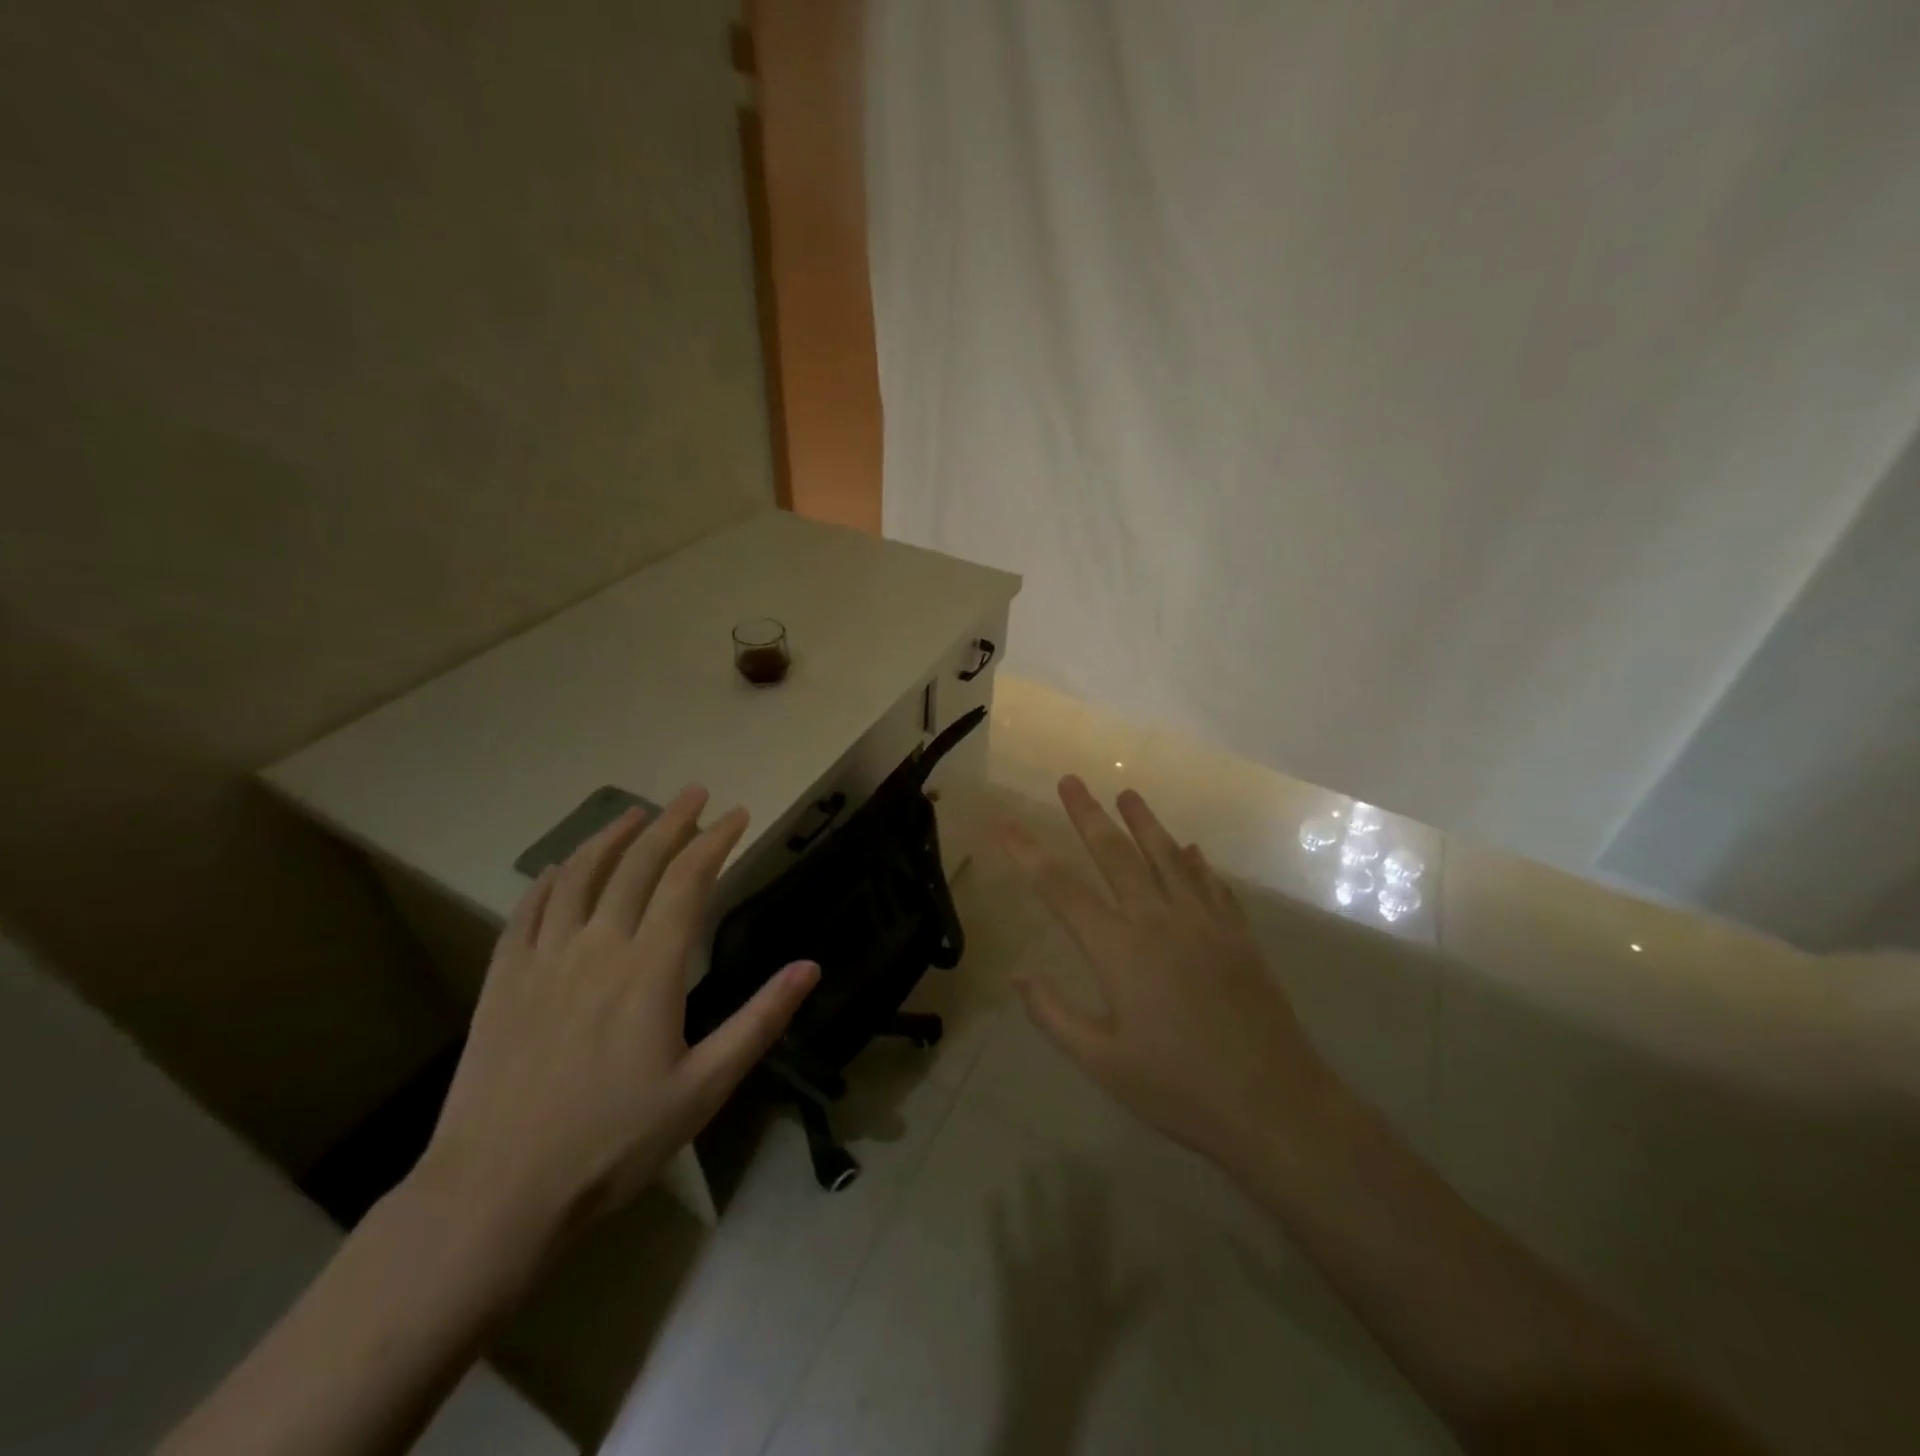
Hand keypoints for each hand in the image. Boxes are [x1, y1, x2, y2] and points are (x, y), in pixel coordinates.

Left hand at [418, 786, 818, 1237]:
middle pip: (637, 865)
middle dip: (672, 822)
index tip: (737, 814)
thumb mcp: (704, 1089)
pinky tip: (564, 866)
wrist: (496, 1193)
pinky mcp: (502, 981)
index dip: (715, 841)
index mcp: (649, 969)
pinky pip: (528, 910)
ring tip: (635, 813)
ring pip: (580, 875)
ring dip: (612, 836)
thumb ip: (759, 1020)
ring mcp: (543, 960)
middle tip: (695, 794)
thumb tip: (810, 967)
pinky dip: (553, 877)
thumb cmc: (613, 1142)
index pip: (688, 881)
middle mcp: (597, 947)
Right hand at [1000, 776, 1333, 1169]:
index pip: (1062, 890)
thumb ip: (1054, 1014)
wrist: (1274, 1105)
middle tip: (1070, 780)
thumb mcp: (1102, 1062)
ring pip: (1167, 858)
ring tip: (1127, 793)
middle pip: (1116, 855)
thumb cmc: (1179, 1088)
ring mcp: (1204, 923)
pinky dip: (1197, 862)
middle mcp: (1159, 921)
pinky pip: (1212, 885)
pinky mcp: (1237, 935)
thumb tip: (1017, 974)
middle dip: (1088, 815)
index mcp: (1119, 950)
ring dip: (1145, 822)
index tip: (1007, 823)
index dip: (1030, 854)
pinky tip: (1191, 849)